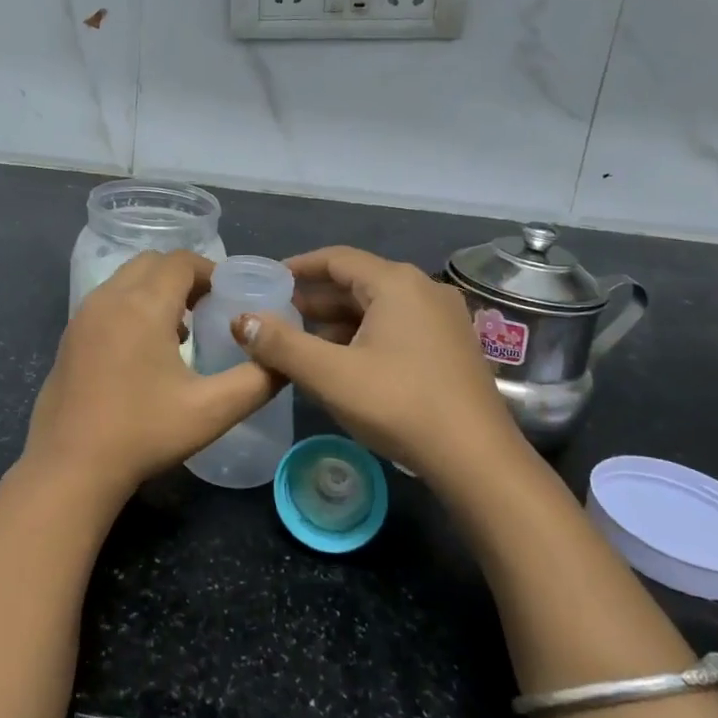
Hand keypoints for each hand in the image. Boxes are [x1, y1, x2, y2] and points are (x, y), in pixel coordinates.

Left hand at [23, 251, 276, 504]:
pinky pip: (107, 301)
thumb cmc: (143, 433)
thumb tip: (283, 361)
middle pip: (152, 263)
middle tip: (209, 308)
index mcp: (142, 305)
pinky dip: (131, 305)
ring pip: (126, 279)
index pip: (180, 262)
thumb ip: (257, 380)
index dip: (210, 271)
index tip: (230, 297)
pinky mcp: (70, 336)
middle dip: (184, 276)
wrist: (70, 467)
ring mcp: (83, 316)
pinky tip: (145, 350)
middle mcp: (109, 298)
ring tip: (181, 329)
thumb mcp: (211, 411)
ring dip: (156, 290)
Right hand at [231, 246, 527, 485]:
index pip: (337, 259)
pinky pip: (399, 326)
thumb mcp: (329, 374)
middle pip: (358, 281)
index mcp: (396, 283)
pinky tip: (345, 361)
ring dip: (339, 320)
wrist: (476, 458)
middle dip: (316, 298)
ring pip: (379, 306)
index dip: (299, 267)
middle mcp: (424, 289)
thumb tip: (241, 320)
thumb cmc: (398, 405)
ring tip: (303, 341)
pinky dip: (365, 334)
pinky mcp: (452, 345)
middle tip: (278, 315)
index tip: (268, 280)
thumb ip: (281, 344)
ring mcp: (443, 318)